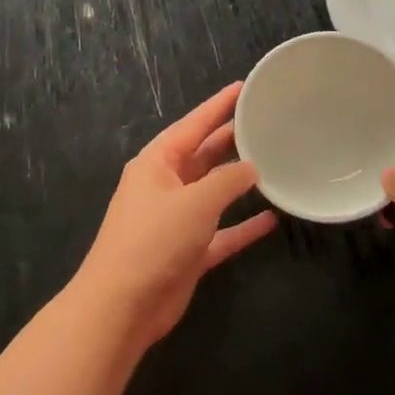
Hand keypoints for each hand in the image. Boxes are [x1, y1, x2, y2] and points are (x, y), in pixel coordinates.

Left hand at [73, 82, 276, 353]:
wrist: (122, 307)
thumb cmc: (154, 241)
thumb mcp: (195, 202)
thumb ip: (227, 181)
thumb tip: (251, 168)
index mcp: (157, 164)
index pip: (193, 124)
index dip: (218, 105)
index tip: (243, 87)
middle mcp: (165, 186)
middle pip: (203, 155)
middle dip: (231, 139)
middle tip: (264, 122)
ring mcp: (176, 220)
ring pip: (213, 192)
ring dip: (239, 182)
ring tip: (272, 162)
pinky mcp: (187, 251)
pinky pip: (221, 231)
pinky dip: (243, 226)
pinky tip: (271, 220)